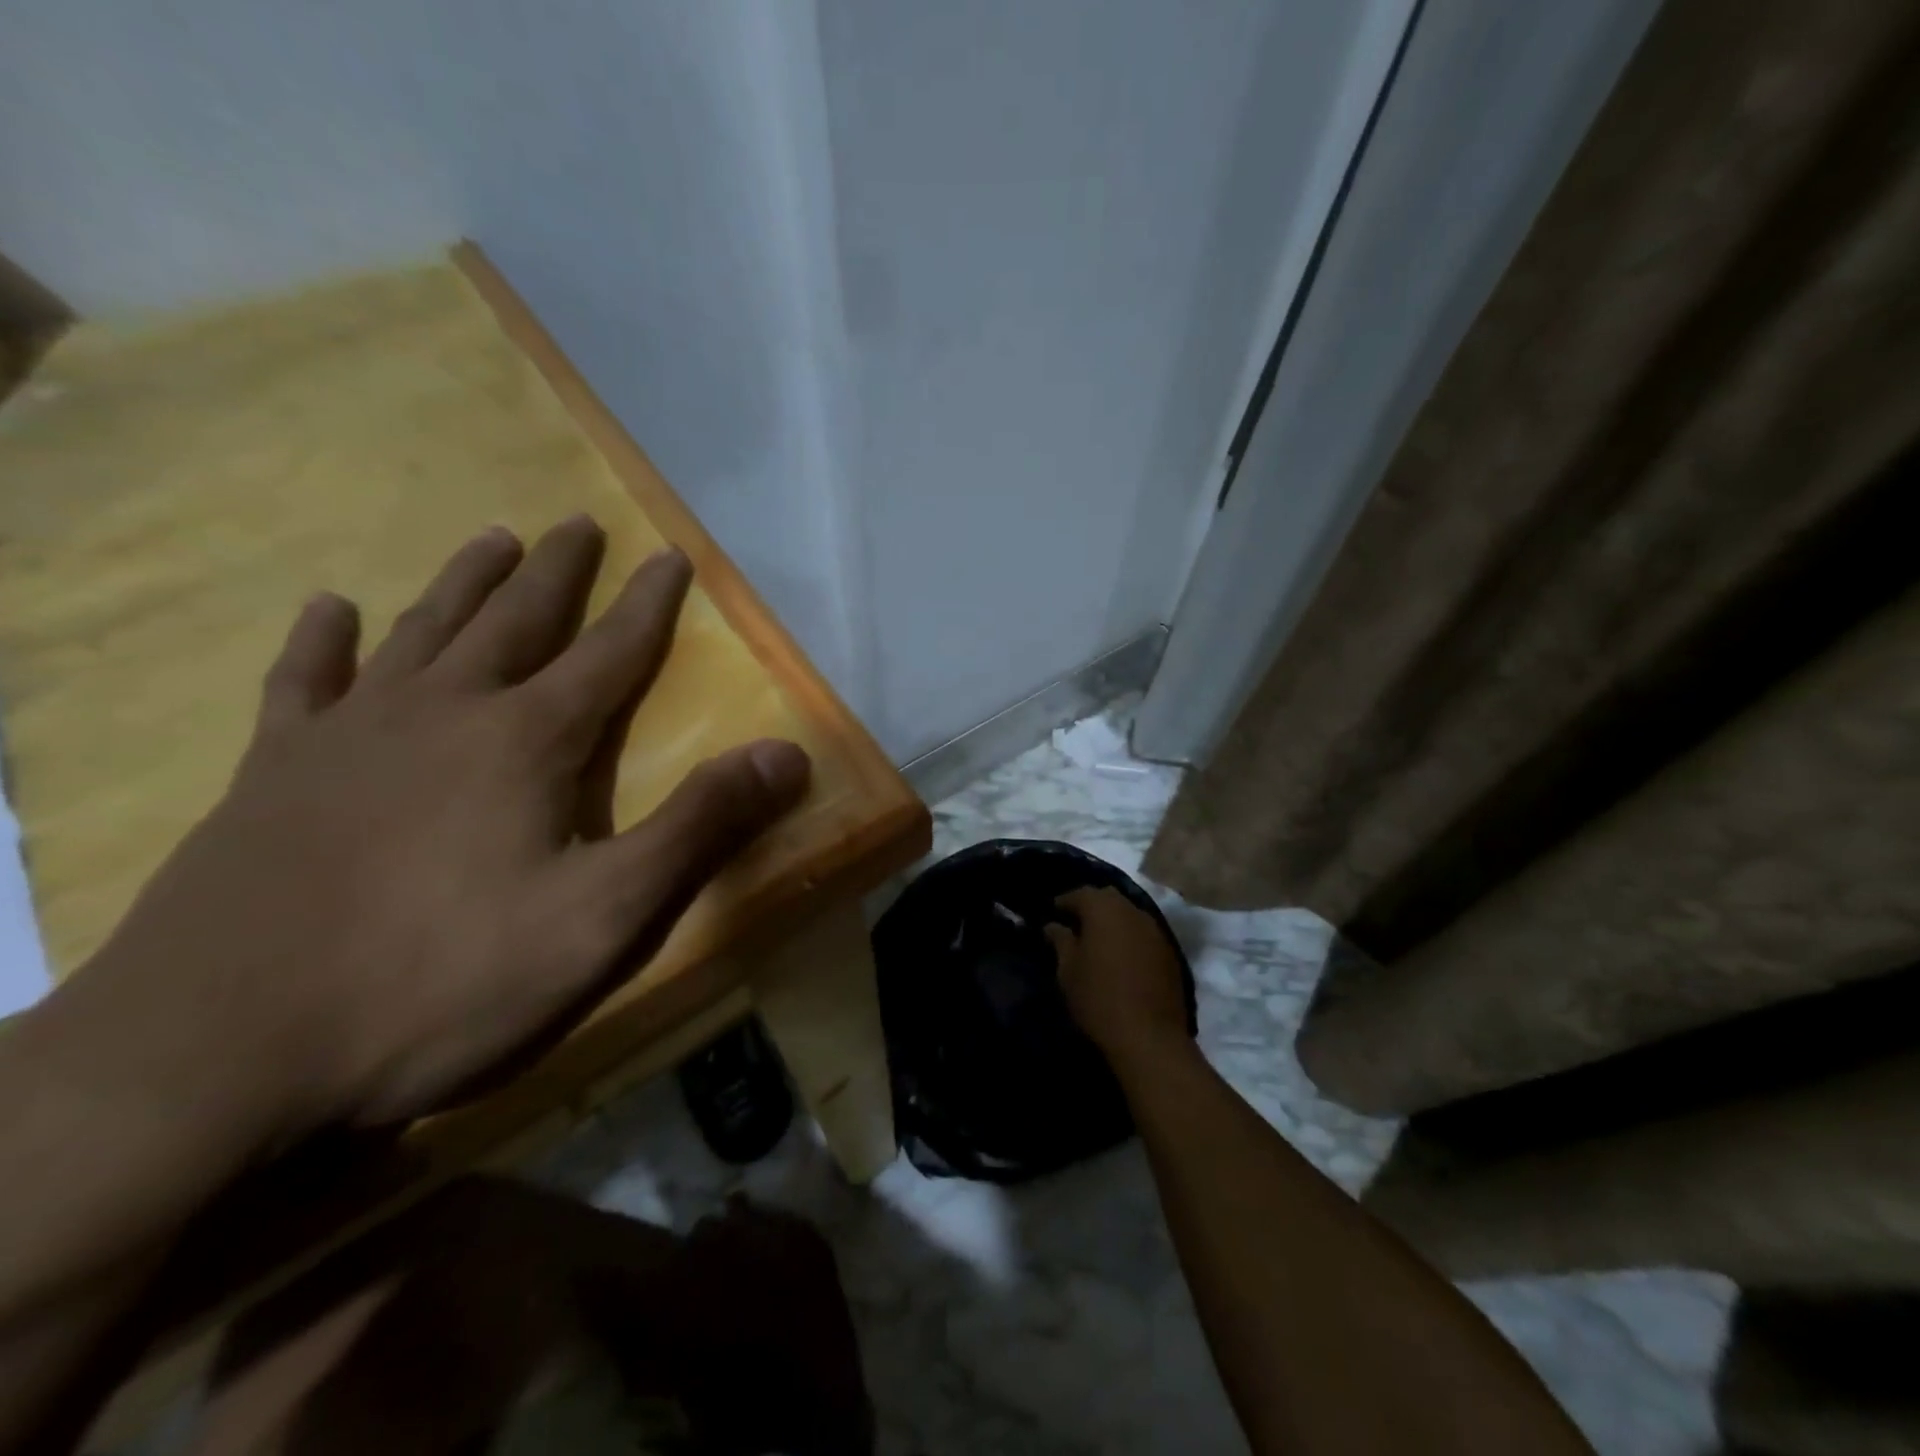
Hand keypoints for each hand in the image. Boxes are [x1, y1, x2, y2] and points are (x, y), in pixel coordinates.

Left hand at [53, 516, 809, 1143]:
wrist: (216, 1056)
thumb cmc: (442, 981)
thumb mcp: (604, 916)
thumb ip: (699, 827)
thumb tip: (787, 754)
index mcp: (525, 742)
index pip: (608, 654)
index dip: (647, 605)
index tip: (668, 554)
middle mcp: (442, 714)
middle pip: (515, 622)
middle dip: (557, 573)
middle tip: (578, 523)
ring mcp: (348, 737)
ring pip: (421, 634)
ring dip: (463, 584)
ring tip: (493, 539)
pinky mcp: (271, 775)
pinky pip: (303, 685)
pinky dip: (321, 642)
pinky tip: (331, 609)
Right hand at [1044, 886, 1189, 1061]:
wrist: (1149, 1037)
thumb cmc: (1098, 999)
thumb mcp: (1068, 970)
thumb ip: (1061, 941)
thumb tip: (1053, 925)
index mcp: (1104, 909)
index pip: (1080, 893)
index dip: (1064, 901)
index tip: (1052, 913)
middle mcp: (1132, 911)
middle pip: (1108, 898)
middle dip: (1090, 906)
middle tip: (1074, 923)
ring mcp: (1155, 930)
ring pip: (1129, 914)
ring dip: (1112, 921)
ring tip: (1097, 940)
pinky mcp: (1170, 952)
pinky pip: (1143, 933)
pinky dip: (1129, 937)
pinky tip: (1120, 955)